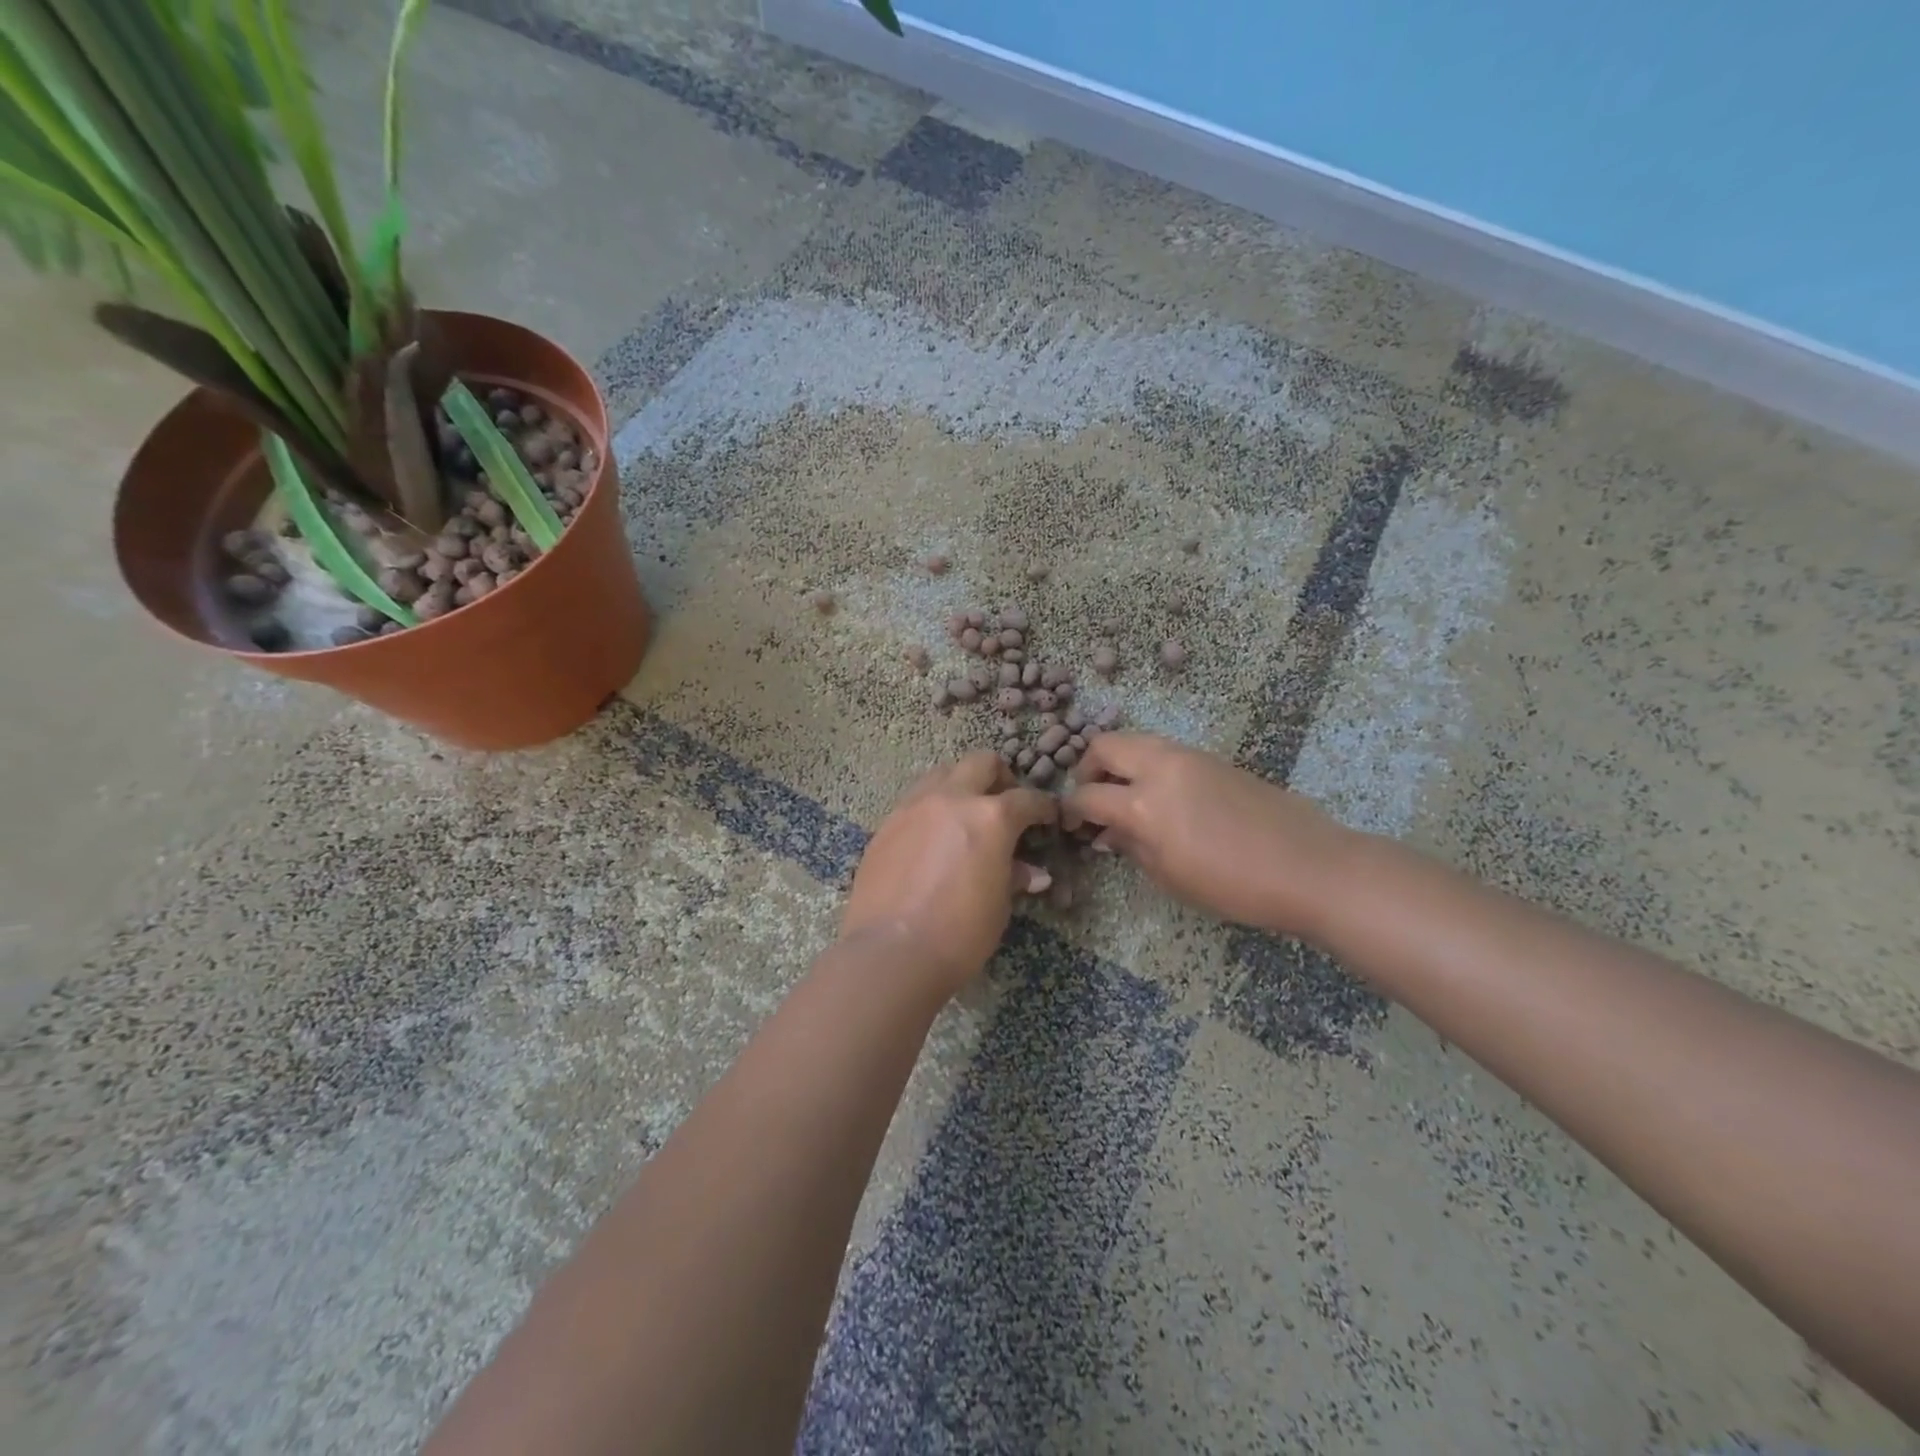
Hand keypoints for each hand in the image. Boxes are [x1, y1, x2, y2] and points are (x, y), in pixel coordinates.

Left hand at [841, 751, 1058, 993]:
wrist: (892, 951)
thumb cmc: (959, 933)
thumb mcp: (999, 905)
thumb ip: (1014, 876)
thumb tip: (1033, 873)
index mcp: (990, 816)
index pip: (1027, 799)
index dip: (1043, 807)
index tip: (1047, 818)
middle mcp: (952, 799)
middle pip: (981, 763)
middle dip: (1000, 777)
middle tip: (1005, 802)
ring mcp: (913, 807)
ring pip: (942, 773)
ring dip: (961, 785)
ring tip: (965, 814)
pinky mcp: (886, 824)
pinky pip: (915, 800)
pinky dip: (932, 807)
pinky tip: (933, 838)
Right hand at [1064, 733, 1358, 940]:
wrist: (1308, 865)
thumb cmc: (1232, 884)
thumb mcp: (1169, 876)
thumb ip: (1131, 848)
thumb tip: (1109, 833)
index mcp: (1143, 802)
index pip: (1087, 795)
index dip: (1071, 810)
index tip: (1072, 825)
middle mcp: (1160, 767)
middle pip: (1105, 745)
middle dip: (1088, 768)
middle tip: (1093, 798)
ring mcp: (1189, 757)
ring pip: (1136, 740)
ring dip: (1120, 762)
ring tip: (1126, 796)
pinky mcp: (1213, 758)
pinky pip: (1165, 751)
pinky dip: (1148, 765)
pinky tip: (1162, 798)